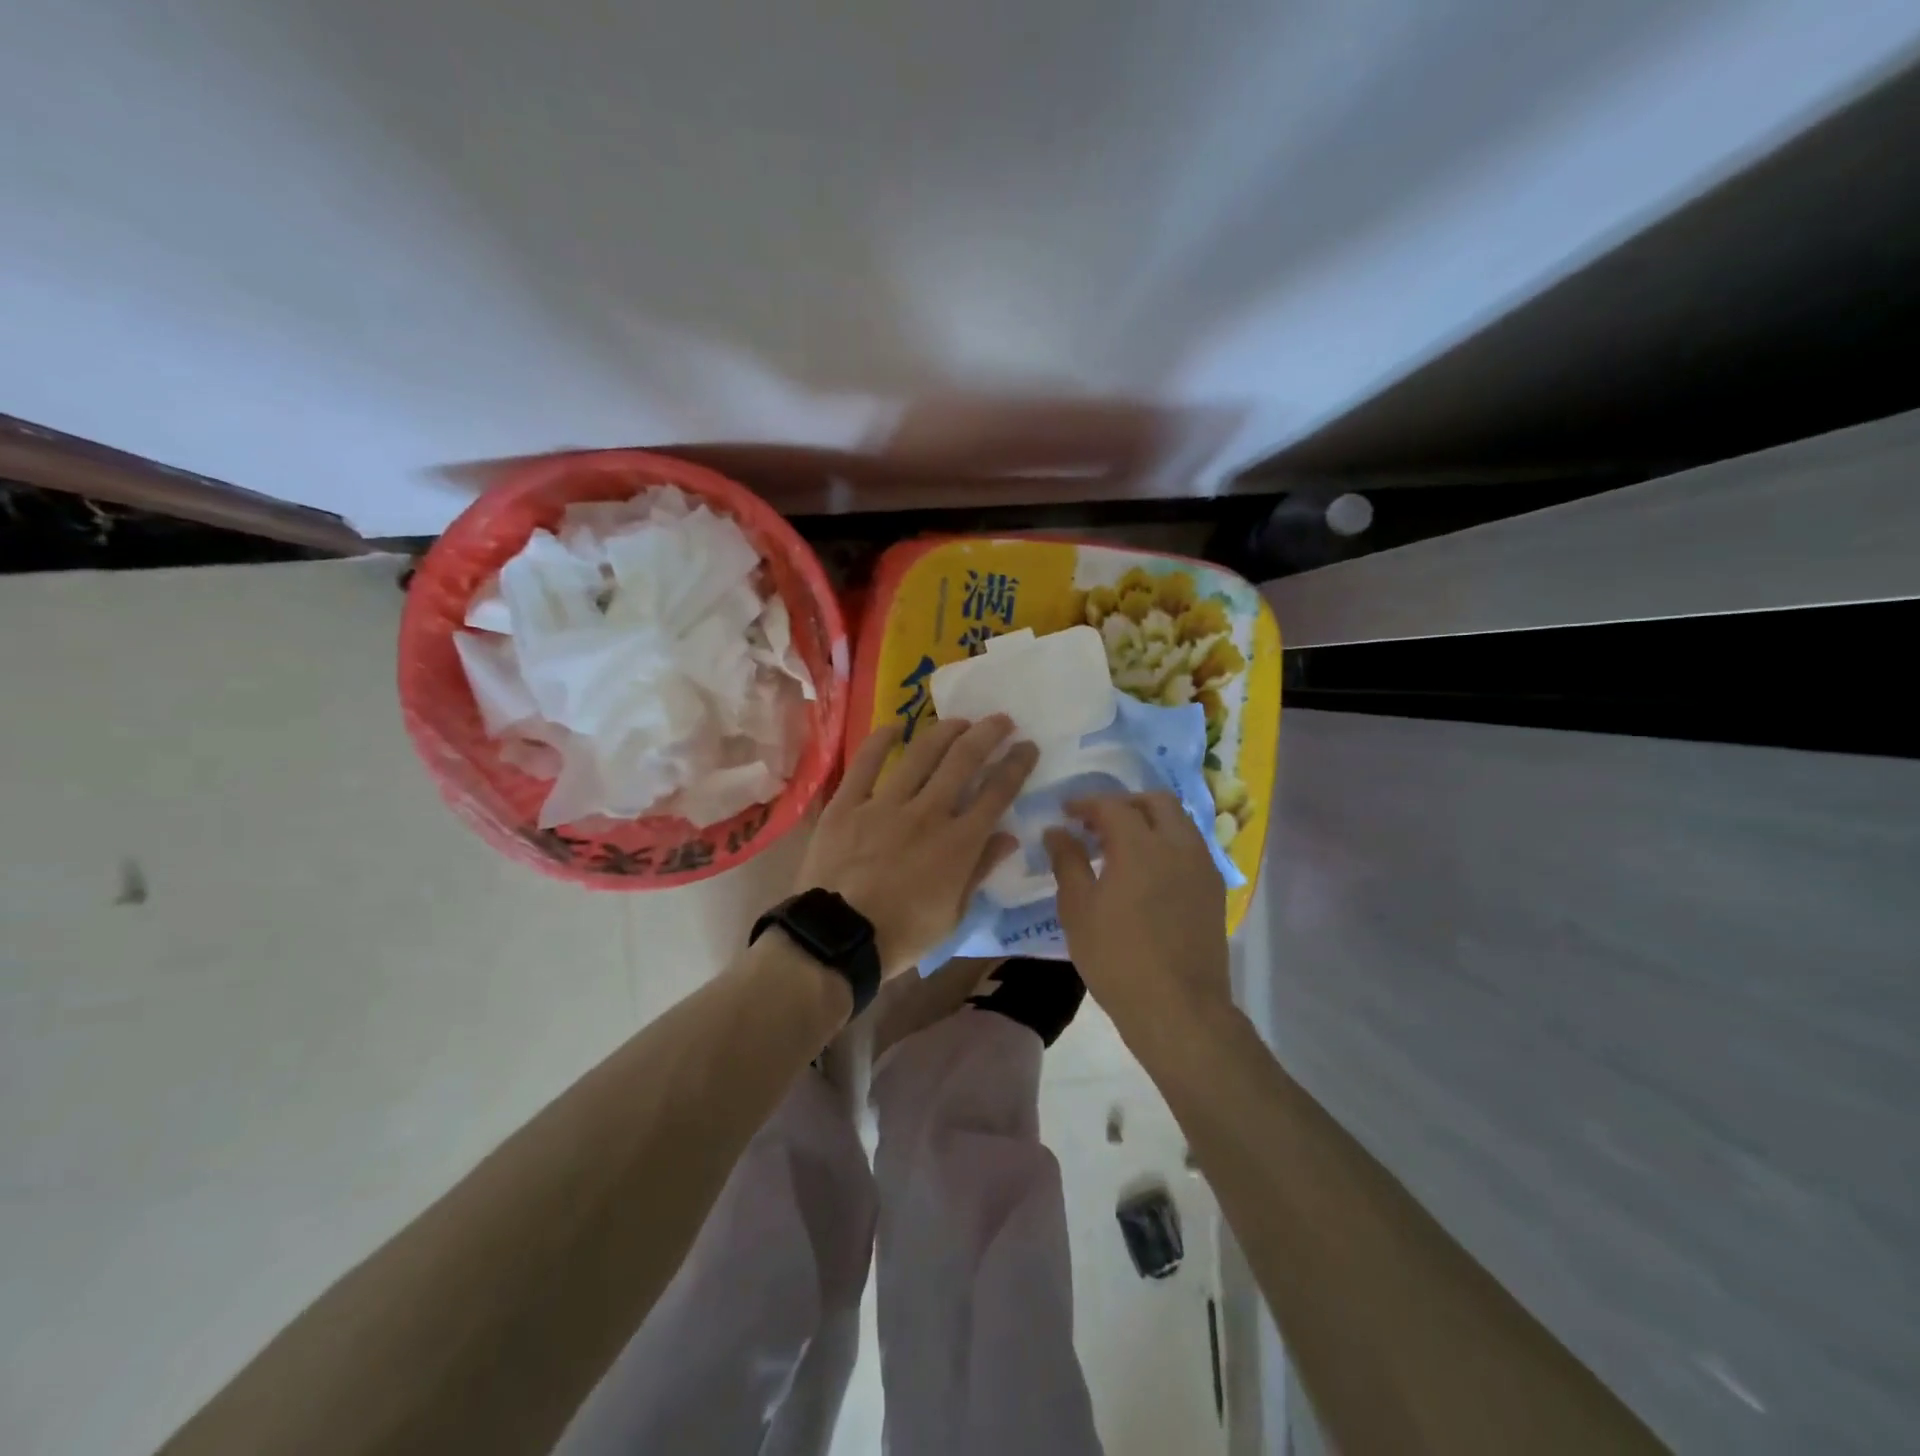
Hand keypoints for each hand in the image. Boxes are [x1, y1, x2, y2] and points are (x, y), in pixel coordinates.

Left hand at [796, 718, 1037, 976]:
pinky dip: (881, 740)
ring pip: (921, 754)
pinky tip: (895, 726)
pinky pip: (866, 763)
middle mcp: (928, 813)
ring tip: (959, 720)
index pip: (997, 793)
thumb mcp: (953, 914)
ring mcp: (885, 804)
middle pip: (964, 761)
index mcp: (959, 843)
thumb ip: (980, 870)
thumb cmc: (902, 935)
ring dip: (945, 731)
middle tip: (1000, 720)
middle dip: (987, 734)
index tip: (1027, 746)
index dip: (1016, 765)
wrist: (838, 939)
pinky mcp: (848, 804)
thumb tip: (1009, 837)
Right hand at [1044, 792, 1231, 1032]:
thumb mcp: (1078, 909)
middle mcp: (1178, 845)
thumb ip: (1067, 861)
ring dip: (1149, 821)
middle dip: (1124, 803)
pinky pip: (1190, 847)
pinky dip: (1166, 842)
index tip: (1066, 812)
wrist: (1178, 1008)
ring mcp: (1202, 866)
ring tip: (1121, 846)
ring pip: (1178, 821)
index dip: (1086, 803)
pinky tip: (1147, 871)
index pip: (1113, 805)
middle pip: (1155, 801)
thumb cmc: (1117, 958)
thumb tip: (1057, 831)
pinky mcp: (1214, 889)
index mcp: (1141, 846)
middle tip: (1097, 823)